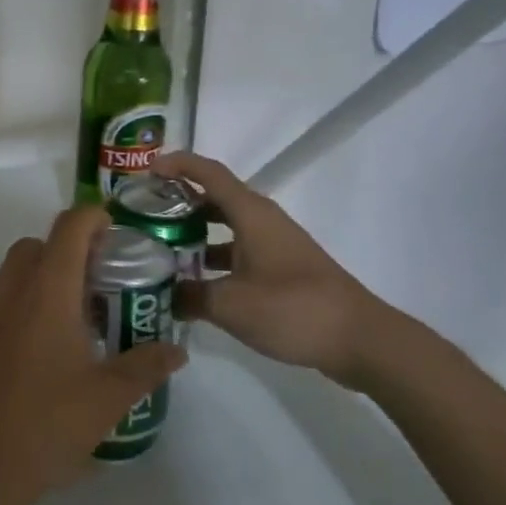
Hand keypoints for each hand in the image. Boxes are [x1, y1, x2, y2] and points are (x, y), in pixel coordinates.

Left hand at [0, 206, 185, 504]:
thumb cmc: (45, 424)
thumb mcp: (107, 399)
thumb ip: (145, 367)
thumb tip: (176, 351)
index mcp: (47, 292)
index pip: (69, 227)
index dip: (93, 218)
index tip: (113, 231)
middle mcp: (8, 291)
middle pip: (34, 246)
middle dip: (64, 252)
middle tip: (93, 285)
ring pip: (8, 277)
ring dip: (36, 282)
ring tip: (64, 324)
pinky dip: (12, 314)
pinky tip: (27, 357)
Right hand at [154, 150, 404, 389]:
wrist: (360, 340)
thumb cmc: (293, 308)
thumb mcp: (231, 305)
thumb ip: (190, 296)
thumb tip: (163, 294)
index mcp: (251, 214)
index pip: (209, 173)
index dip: (178, 164)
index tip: (147, 170)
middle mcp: (263, 222)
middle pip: (215, 198)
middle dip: (179, 202)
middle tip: (145, 214)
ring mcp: (275, 246)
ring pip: (226, 228)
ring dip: (195, 234)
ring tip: (161, 249)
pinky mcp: (283, 270)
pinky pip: (239, 252)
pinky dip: (214, 261)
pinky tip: (195, 286)